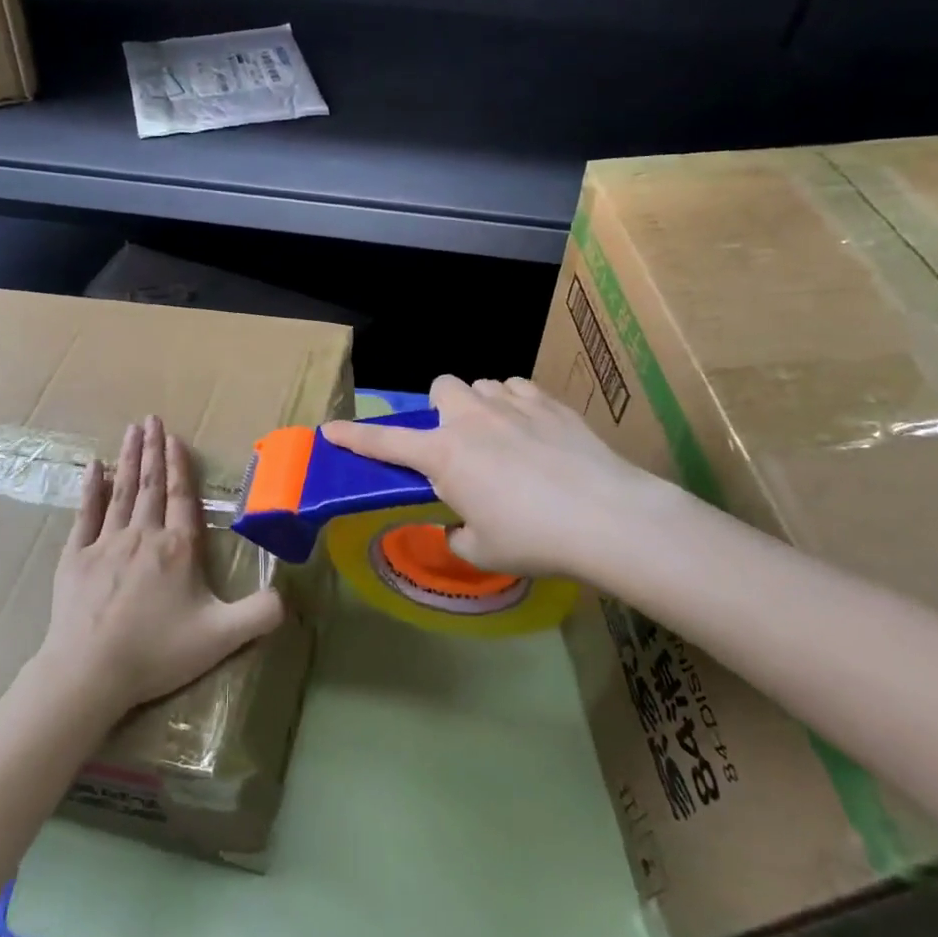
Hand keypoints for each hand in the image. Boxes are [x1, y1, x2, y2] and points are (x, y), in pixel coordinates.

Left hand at [34, 415, 284, 718]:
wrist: (90, 672)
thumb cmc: (157, 652)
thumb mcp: (221, 637)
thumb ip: (259, 614)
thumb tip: (289, 595)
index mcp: (178, 548)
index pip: (181, 497)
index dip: (179, 466)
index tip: (174, 438)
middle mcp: (143, 535)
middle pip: (150, 485)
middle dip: (152, 449)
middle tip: (151, 418)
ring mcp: (106, 543)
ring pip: (121, 491)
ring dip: (128, 459)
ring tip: (131, 430)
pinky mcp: (75, 557)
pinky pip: (85, 514)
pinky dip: (90, 489)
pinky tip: (93, 467)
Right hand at [322, 375, 684, 583]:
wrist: (607, 518)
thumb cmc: (534, 539)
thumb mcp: (482, 551)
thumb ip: (460, 534)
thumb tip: (462, 525)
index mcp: (444, 455)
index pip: (385, 444)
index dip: (354, 437)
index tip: (330, 429)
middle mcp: (471, 419)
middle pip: (440, 387)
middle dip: (442, 409)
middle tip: (459, 443)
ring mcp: (513, 404)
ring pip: (483, 385)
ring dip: (482, 407)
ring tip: (503, 438)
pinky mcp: (550, 402)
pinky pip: (520, 389)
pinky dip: (518, 406)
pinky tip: (535, 432)